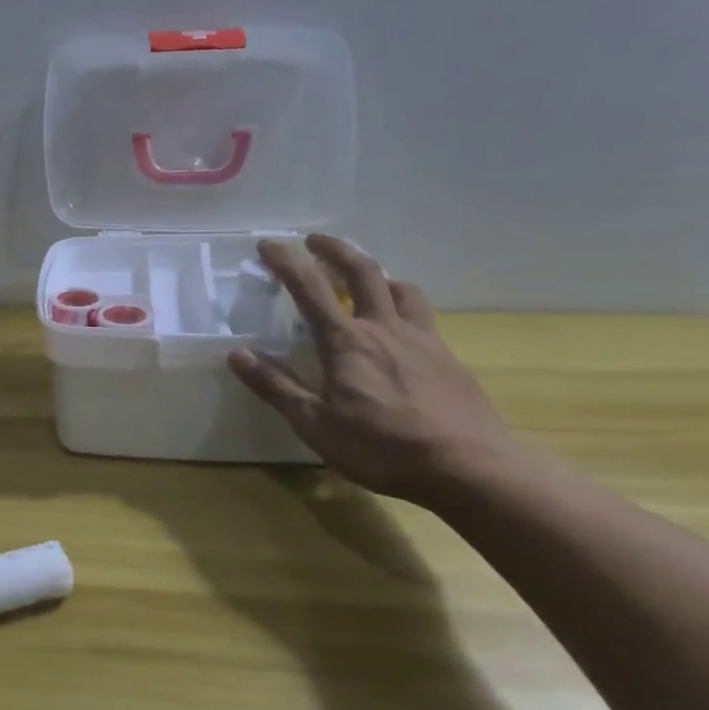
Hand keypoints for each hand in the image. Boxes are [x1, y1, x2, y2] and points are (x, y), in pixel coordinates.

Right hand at [226, 235, 522, 504]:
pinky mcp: (449, 359)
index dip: (286, 262)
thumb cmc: (383, 448)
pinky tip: (402, 330)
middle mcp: (384, 328)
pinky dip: (405, 306)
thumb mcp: (315, 425)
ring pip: (401, 288)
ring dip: (378, 274)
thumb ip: (276, 386)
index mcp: (346, 342)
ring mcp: (422, 340)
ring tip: (366, 279)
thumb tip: (237, 353)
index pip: (309, 288)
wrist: (471, 468)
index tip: (268, 244)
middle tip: (315, 241)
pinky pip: (424, 317)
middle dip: (335, 249)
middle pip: (362, 271)